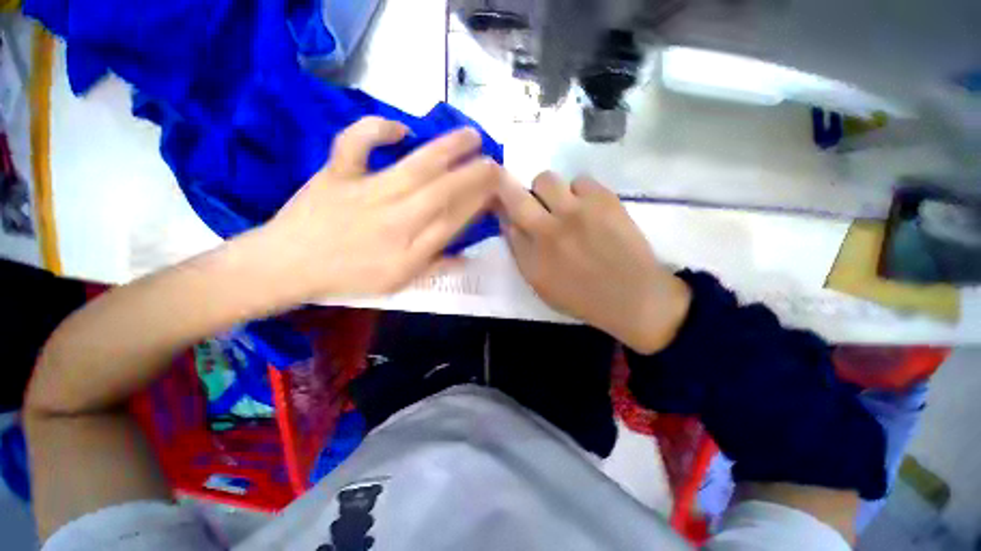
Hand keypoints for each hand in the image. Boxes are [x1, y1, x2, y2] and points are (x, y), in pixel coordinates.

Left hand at [255, 116, 500, 300]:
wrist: (288, 266)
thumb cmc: (348, 278)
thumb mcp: (397, 284)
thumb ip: (434, 268)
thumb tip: (467, 257)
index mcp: (409, 247)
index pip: (454, 219)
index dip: (478, 202)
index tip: (496, 189)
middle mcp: (395, 216)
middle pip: (442, 191)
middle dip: (474, 174)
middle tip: (495, 160)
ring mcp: (366, 191)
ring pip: (415, 166)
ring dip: (446, 149)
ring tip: (471, 136)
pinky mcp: (338, 173)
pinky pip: (357, 144)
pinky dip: (375, 130)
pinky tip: (399, 128)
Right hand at [497, 172, 690, 353]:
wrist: (632, 296)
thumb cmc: (581, 296)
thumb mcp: (540, 284)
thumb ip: (520, 252)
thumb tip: (509, 222)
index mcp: (531, 255)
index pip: (504, 220)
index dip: (500, 206)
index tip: (504, 204)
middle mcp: (548, 230)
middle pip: (516, 193)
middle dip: (516, 193)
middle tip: (535, 206)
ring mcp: (577, 211)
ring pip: (547, 180)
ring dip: (550, 192)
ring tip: (566, 208)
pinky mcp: (604, 199)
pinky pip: (580, 180)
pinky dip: (579, 191)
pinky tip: (589, 209)